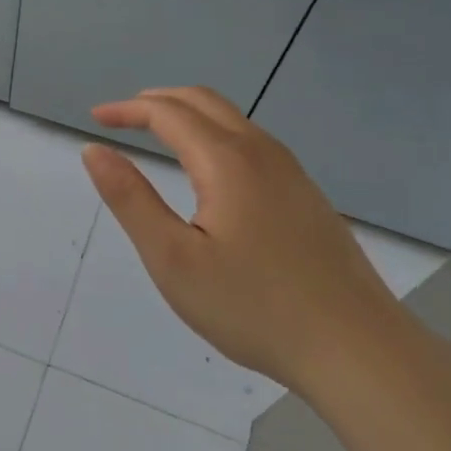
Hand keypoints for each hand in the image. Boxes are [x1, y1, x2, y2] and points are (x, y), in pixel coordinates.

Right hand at [81, 87, 413, 391]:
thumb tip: (94, 150)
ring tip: (156, 134)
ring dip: (188, 115)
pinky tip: (207, 171)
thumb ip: (130, 199)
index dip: (127, 110)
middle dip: (157, 101)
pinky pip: (251, 144)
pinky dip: (214, 135)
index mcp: (227, 161)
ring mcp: (292, 173)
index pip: (168, 113)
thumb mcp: (173, 258)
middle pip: (204, 101)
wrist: (357, 349)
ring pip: (232, 120)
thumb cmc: (254, 307)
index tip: (94, 120)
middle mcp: (262, 153)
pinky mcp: (307, 196)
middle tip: (120, 118)